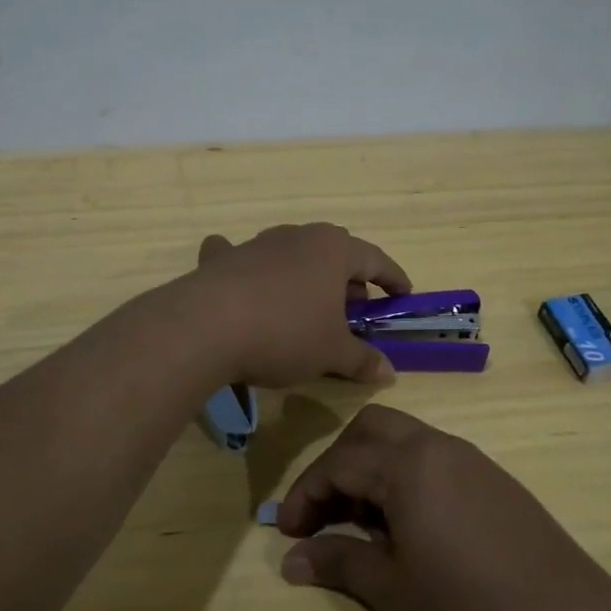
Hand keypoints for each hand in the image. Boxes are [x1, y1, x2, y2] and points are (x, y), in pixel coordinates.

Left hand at [190, 224, 410, 386]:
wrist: (208, 326)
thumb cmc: (286, 334)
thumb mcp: (331, 353)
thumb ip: (362, 360)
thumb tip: (388, 372)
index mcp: (333, 250)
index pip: (374, 259)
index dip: (392, 278)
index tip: (403, 294)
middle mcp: (297, 237)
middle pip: (333, 254)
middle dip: (347, 281)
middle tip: (354, 311)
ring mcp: (257, 244)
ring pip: (292, 256)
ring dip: (305, 278)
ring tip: (308, 307)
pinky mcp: (224, 260)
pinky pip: (242, 259)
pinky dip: (248, 269)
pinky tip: (243, 280)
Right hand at [277, 405, 610, 610]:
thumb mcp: (395, 593)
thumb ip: (339, 563)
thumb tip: (290, 559)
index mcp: (409, 463)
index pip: (338, 462)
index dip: (304, 495)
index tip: (285, 533)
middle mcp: (440, 447)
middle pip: (372, 430)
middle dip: (338, 465)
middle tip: (324, 515)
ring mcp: (474, 462)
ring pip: (406, 443)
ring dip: (373, 471)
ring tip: (363, 529)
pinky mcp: (498, 484)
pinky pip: (436, 463)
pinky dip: (407, 481)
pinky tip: (411, 533)